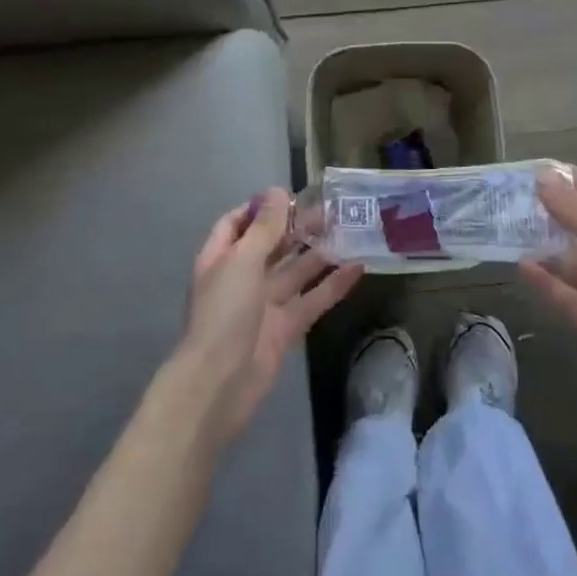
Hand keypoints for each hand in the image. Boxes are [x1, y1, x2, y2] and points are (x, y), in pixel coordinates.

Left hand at [177, 188, 362, 448]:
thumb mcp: (242, 261)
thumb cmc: (224, 313)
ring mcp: (264, 305)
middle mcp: (242, 277)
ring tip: (350, 231)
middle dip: (297, 227)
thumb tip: (277, 191)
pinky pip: (312, 300)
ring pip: (296, 272)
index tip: (292, 196)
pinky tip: (358, 267)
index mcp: (221, 258)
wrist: (219, 384)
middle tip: (332, 210)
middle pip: (271, 245)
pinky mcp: (286, 329)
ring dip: (319, 253)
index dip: (261, 208)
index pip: (237, 223)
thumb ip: (264, 227)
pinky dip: (333, 285)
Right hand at [524, 168, 576, 430]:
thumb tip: (543, 176)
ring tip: (508, 229)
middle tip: (511, 198)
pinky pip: (567, 293)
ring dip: (546, 246)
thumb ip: (575, 210)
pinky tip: (521, 265)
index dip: (574, 181)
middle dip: (553, 212)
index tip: (536, 168)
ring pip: (573, 261)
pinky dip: (546, 281)